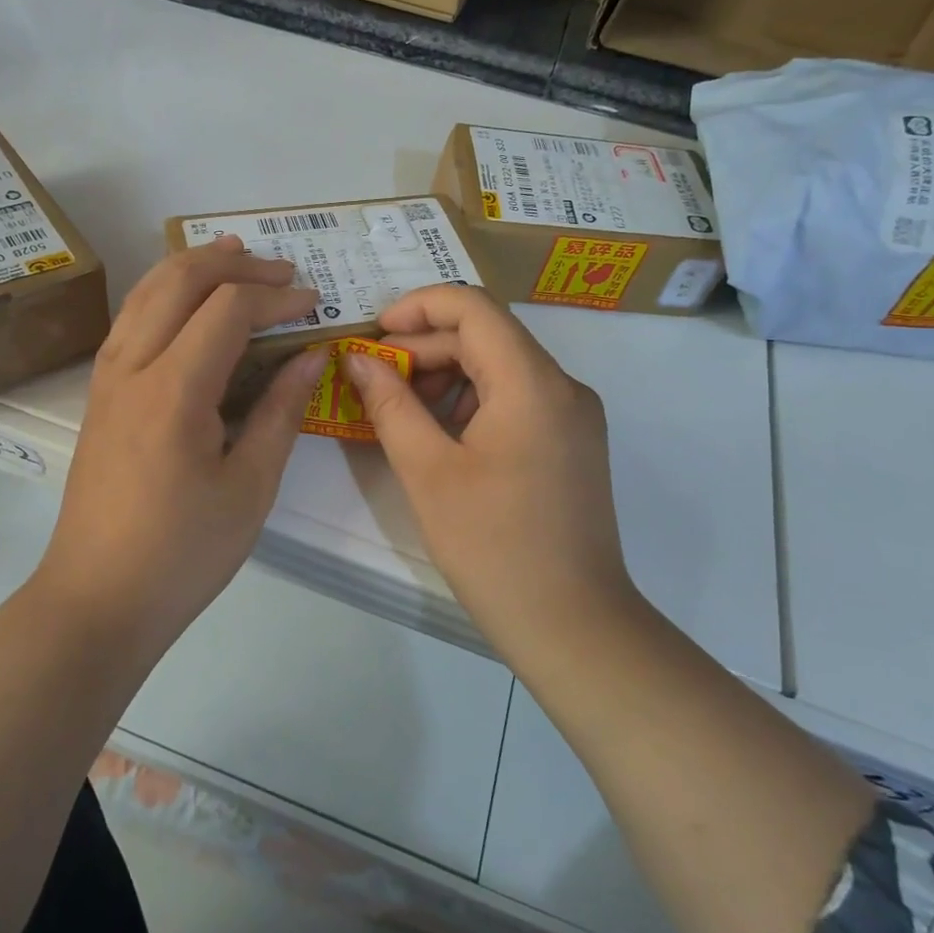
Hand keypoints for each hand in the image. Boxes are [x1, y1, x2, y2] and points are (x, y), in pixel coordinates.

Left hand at [39, 236, 327, 645]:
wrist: (97, 598)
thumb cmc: (183, 551)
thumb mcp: (250, 487)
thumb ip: (282, 411)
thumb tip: (311, 355)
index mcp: (174, 390)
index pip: (228, 309)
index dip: (276, 296)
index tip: (314, 303)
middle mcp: (132, 367)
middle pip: (179, 281)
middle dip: (234, 265)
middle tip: (281, 269)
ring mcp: (107, 378)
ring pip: (146, 292)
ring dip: (192, 266)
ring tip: (234, 255)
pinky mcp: (99, 394)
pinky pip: (132, 319)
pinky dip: (165, 293)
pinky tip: (187, 302)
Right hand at [346, 286, 635, 666]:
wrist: (573, 625)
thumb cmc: (493, 547)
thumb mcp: (428, 472)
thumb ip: (390, 404)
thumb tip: (359, 360)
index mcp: (532, 382)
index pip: (473, 307)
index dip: (418, 306)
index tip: (375, 334)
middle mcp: (563, 386)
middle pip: (487, 335)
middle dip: (426, 347)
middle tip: (376, 380)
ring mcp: (574, 415)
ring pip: (502, 366)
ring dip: (447, 376)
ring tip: (402, 412)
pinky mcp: (572, 443)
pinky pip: (518, 398)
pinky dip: (473, 401)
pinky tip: (440, 436)